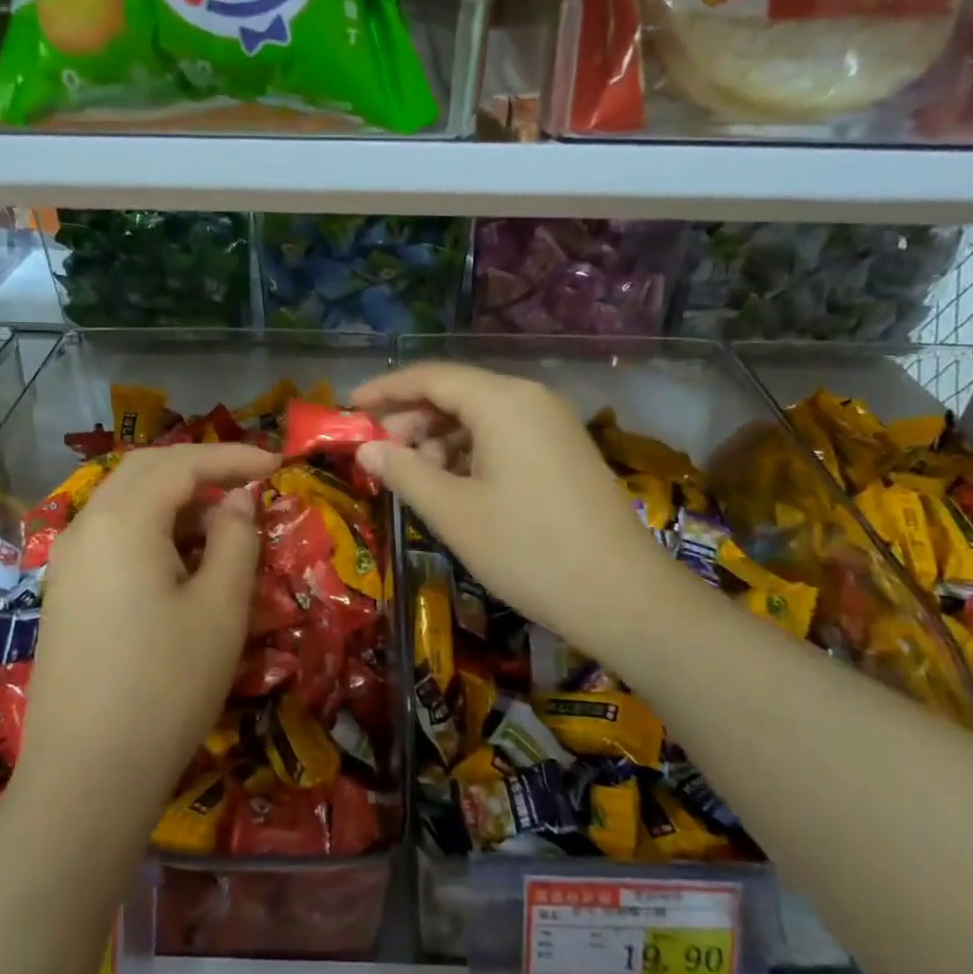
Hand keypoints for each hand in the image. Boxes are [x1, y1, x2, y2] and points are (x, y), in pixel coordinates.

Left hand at [18, 443, 276, 825]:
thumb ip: (236, 538)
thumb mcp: (221, 607)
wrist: (86, 778)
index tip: (277, 464)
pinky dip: (152, 527)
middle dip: (200, 467)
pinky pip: (112, 535)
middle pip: (146, 471)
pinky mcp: (65, 594)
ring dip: (175, 497)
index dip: (232, 456)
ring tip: (223, 520)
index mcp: (122, 522)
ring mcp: (67, 562)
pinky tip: (181, 558)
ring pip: (125, 501)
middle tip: (249, 481)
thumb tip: (237, 499)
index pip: (181, 463)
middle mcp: (85, 528)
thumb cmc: (166, 686)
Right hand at [351, 363, 677, 665]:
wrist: (623, 596)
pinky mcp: (565, 452)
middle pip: (457, 393)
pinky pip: (506, 436)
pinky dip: (471, 453)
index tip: (349, 408)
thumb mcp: (453, 512)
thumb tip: (367, 448)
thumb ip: (404, 471)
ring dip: (441, 440)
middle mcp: (531, 399)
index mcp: (503, 401)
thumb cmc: (527, 549)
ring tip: (414, 477)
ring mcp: (553, 425)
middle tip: (378, 453)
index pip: (431, 377)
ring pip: (481, 417)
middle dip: (412, 419)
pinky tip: (454, 486)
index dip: (385, 390)